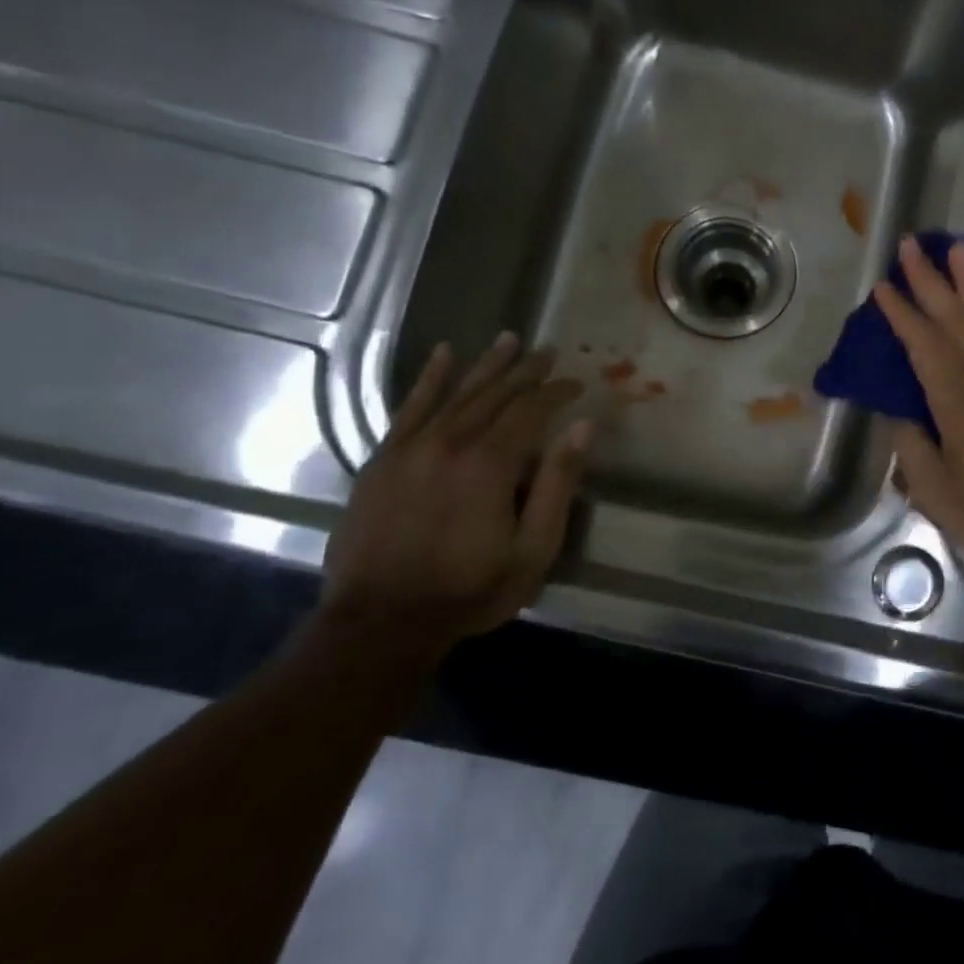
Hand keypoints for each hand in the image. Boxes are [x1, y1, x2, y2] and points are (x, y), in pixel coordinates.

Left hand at [320, 333, 591, 654]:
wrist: (379, 624)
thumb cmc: (469, 590)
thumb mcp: (533, 547)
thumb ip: (558, 483)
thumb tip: (584, 426)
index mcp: (491, 463)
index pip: (532, 410)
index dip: (557, 392)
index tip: (578, 383)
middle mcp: (451, 442)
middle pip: (496, 394)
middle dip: (526, 371)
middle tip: (548, 351)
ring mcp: (412, 448)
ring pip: (457, 393)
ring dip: (486, 365)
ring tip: (508, 339)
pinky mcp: (384, 459)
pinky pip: (410, 407)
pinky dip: (429, 379)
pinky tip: (444, 355)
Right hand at [873, 236, 963, 572]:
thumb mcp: (934, 491)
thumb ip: (911, 446)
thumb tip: (898, 410)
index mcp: (957, 403)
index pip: (924, 346)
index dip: (901, 314)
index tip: (882, 285)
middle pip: (955, 319)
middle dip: (931, 279)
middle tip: (913, 243)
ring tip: (959, 247)